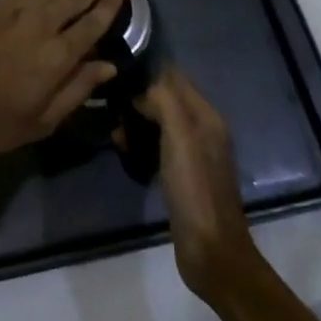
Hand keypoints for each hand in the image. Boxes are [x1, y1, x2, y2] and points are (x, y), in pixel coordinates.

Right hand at [136, 70, 258, 300]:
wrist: (211, 252)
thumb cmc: (194, 188)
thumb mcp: (179, 135)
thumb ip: (162, 99)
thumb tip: (140, 86)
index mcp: (206, 114)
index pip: (173, 75)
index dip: (146, 69)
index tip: (116, 68)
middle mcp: (202, 128)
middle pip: (165, 97)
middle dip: (137, 96)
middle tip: (109, 102)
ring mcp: (194, 153)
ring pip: (159, 121)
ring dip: (136, 121)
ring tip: (113, 130)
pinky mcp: (183, 175)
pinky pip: (158, 145)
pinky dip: (140, 142)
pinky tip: (123, 149)